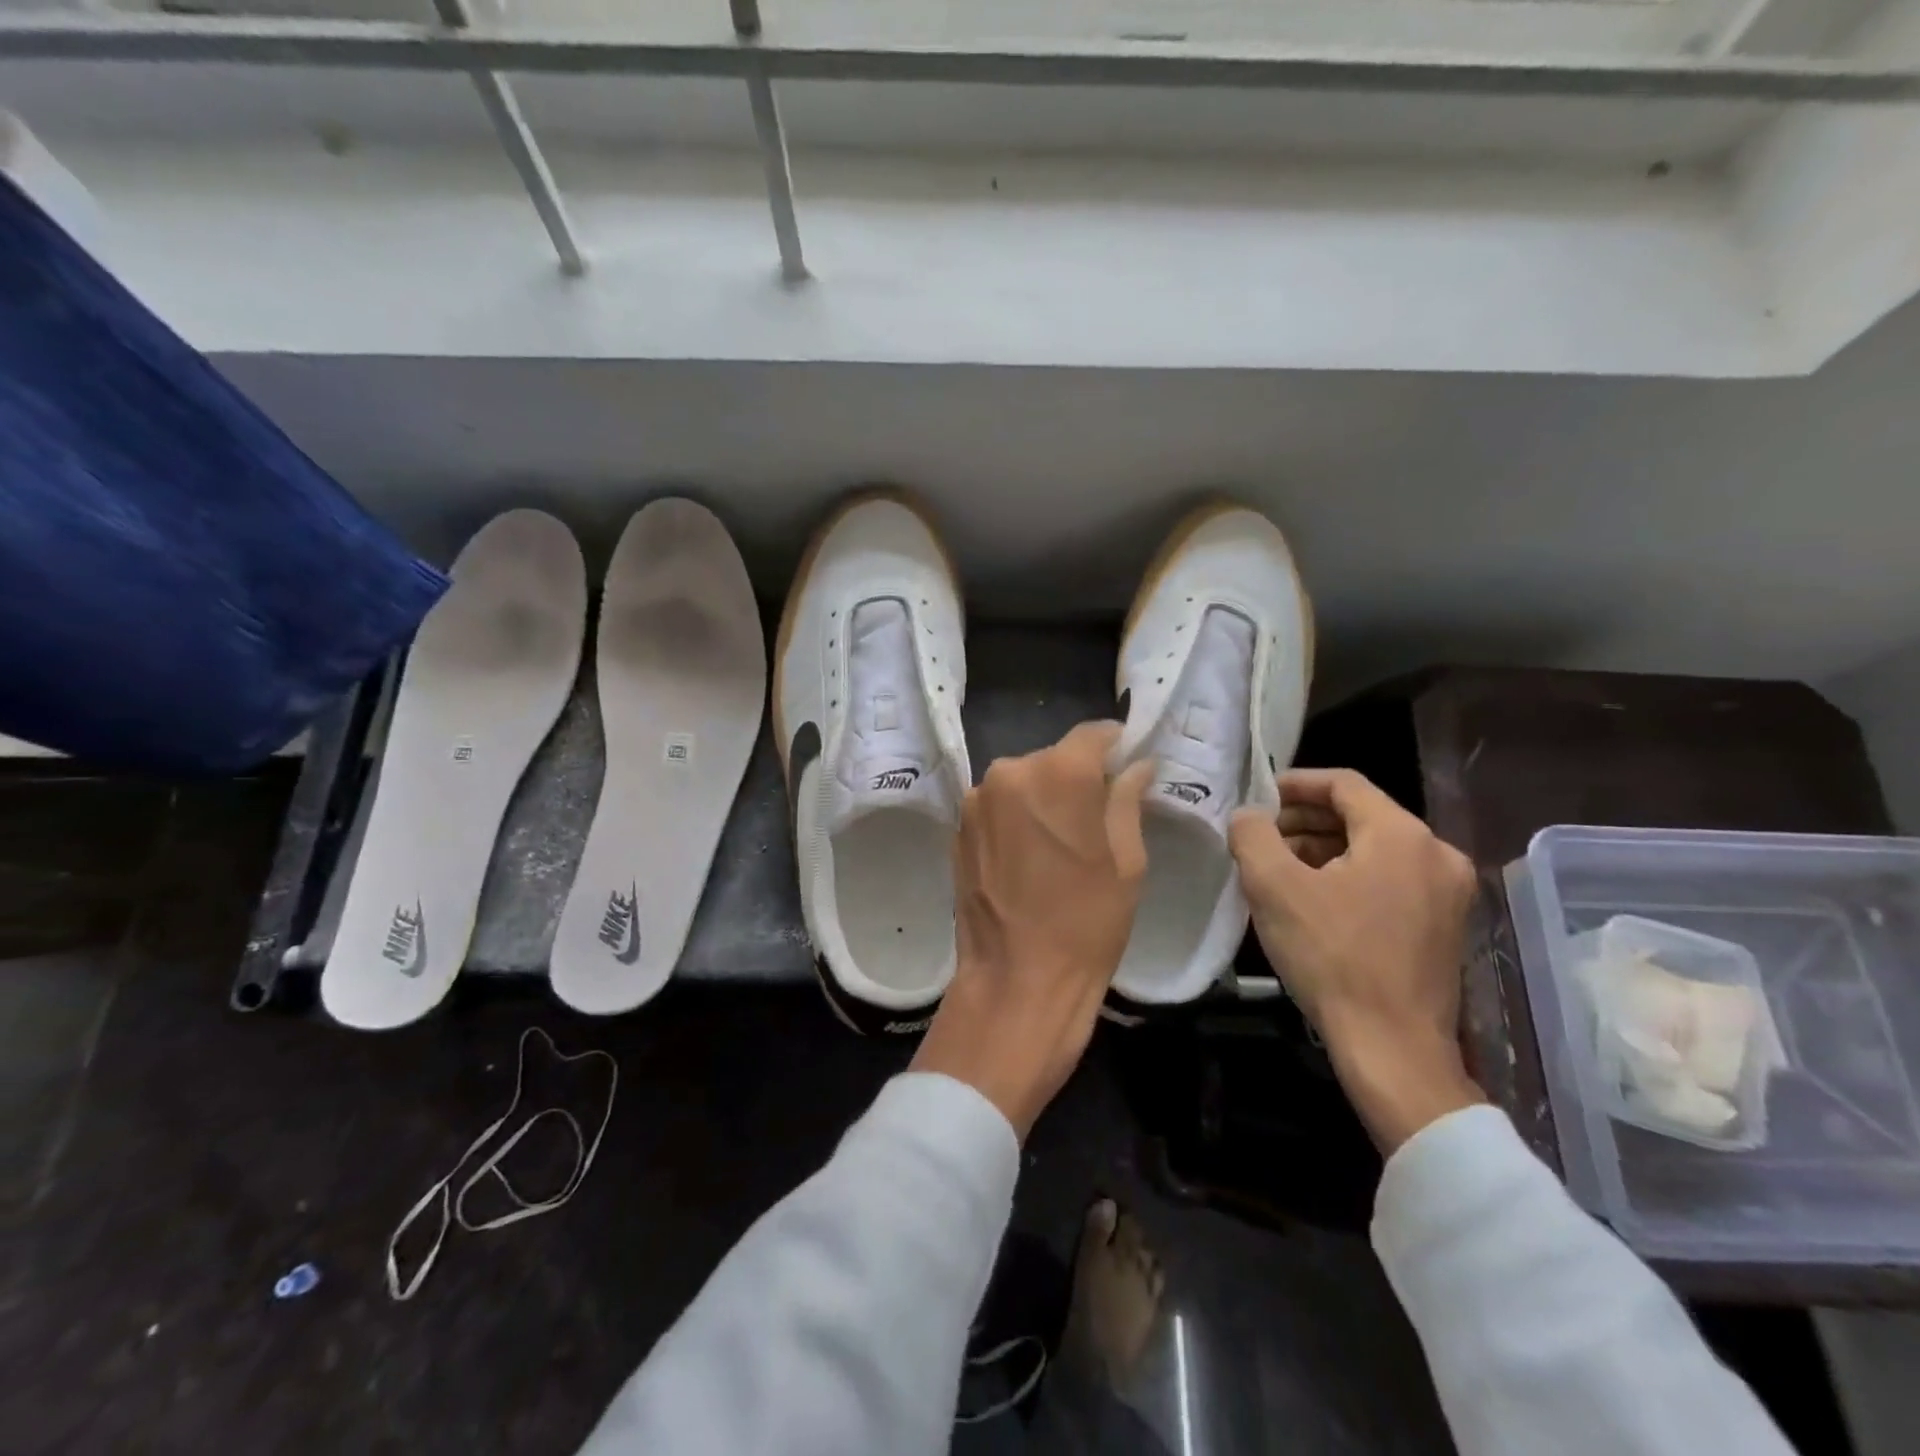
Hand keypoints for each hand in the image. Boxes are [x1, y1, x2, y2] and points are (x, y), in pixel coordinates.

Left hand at [912, 722, 1152, 1140]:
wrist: (1015, 982)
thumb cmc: (1086, 925)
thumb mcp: (1126, 862)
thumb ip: (1127, 801)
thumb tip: (1136, 765)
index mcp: (1059, 774)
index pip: (1093, 734)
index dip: (1114, 745)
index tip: (1127, 763)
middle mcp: (1010, 772)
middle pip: (1054, 758)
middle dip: (1077, 777)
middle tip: (1096, 815)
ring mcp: (977, 799)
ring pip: (1023, 781)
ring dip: (1043, 798)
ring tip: (1058, 843)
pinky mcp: (958, 827)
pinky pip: (998, 806)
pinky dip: (1016, 818)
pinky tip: (1028, 857)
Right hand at [1229, 768, 1485, 1152]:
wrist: (1392, 1048)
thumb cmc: (1332, 957)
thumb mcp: (1274, 888)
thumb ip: (1253, 835)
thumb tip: (1248, 816)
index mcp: (1403, 835)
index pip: (1343, 784)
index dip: (1295, 784)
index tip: (1258, 798)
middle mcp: (1437, 854)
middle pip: (1361, 815)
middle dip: (1305, 821)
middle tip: (1261, 837)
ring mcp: (1447, 893)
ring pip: (1375, 849)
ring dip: (1324, 849)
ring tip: (1279, 869)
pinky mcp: (1444, 925)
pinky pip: (1389, 879)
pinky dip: (1349, 876)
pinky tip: (1312, 900)